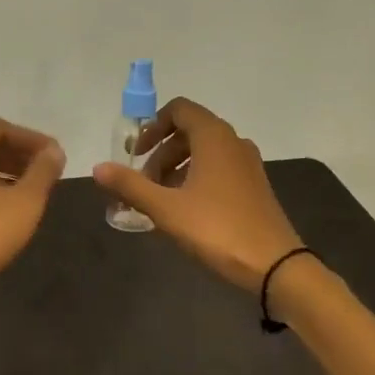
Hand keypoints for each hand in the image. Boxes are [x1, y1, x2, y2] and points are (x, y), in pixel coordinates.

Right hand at [92, 97, 301, 291]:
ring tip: (159, 200)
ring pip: (203, 152)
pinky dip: (196, 179)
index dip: (152, 127)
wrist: (276, 265)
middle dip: (160, 154)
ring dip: (176, 168)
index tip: (136, 154)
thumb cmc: (217, 229)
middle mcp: (233, 142)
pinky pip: (218, 169)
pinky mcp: (254, 186)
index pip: (179, 110)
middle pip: (188, 132)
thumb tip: (97, 168)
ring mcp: (248, 164)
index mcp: (213, 136)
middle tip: (143, 184)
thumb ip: (130, 185)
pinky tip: (184, 211)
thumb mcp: (166, 208)